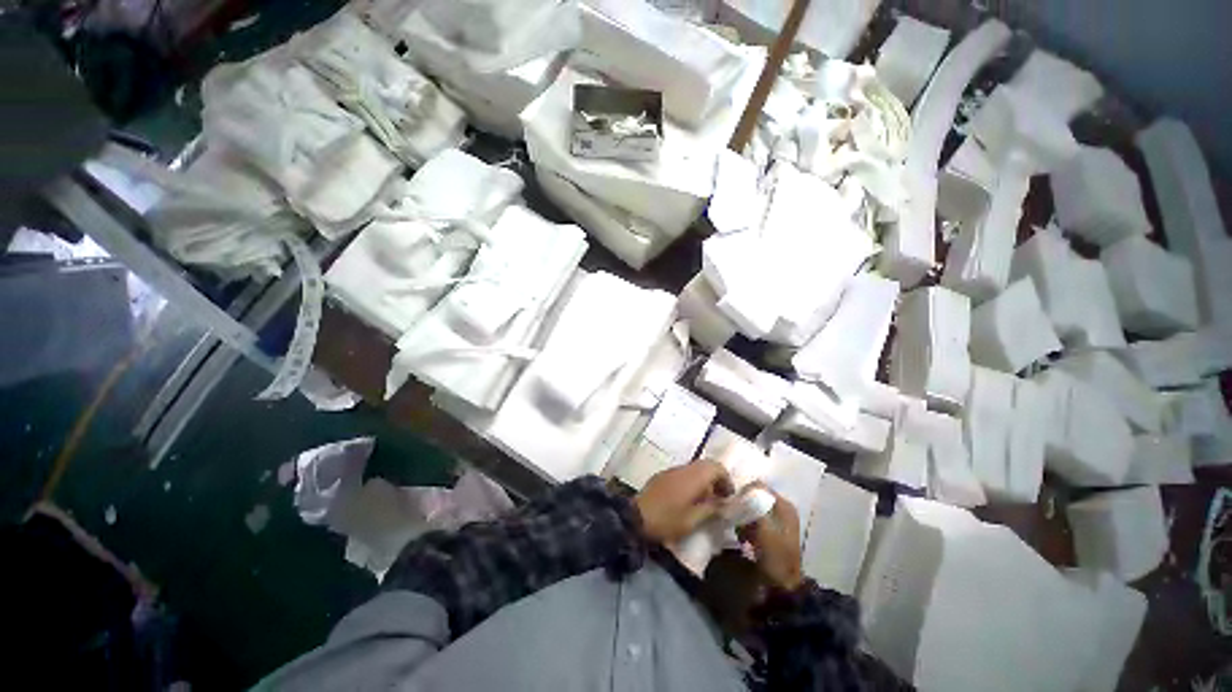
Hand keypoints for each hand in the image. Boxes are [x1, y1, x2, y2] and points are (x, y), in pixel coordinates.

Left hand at [634, 460, 733, 543]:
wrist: (635, 517)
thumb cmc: (667, 520)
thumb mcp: (693, 520)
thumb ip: (711, 509)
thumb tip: (723, 504)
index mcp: (693, 477)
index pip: (716, 466)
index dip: (726, 479)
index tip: (729, 496)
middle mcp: (683, 468)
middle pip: (705, 465)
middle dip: (715, 479)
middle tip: (719, 498)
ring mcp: (671, 470)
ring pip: (693, 468)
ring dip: (703, 480)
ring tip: (705, 501)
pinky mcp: (662, 476)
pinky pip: (682, 473)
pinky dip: (691, 482)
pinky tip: (688, 499)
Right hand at [737, 488, 803, 590]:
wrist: (782, 587)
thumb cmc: (774, 555)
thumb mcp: (764, 527)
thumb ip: (755, 504)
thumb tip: (743, 488)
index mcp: (784, 506)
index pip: (759, 486)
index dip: (744, 492)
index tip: (732, 502)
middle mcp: (782, 511)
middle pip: (755, 498)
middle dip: (743, 508)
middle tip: (735, 518)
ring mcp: (777, 524)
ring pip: (753, 511)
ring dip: (744, 520)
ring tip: (740, 532)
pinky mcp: (771, 535)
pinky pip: (754, 523)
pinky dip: (747, 529)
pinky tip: (744, 540)